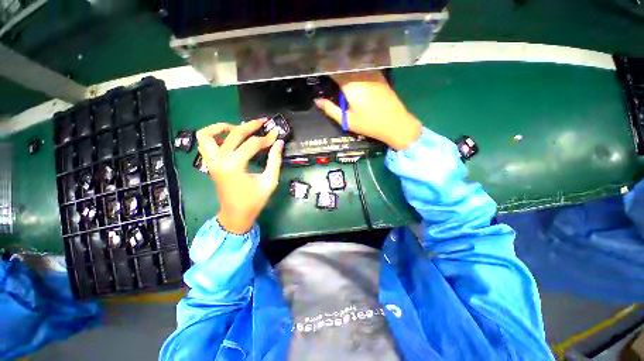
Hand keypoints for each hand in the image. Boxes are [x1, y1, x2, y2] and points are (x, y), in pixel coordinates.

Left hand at [196, 120, 283, 233]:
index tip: (277, 134)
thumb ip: (274, 161)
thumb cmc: (254, 201)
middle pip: (233, 134)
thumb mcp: (269, 182)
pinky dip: (213, 136)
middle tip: (262, 122)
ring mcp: (211, 161)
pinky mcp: (210, 164)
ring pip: (208, 134)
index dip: (267, 138)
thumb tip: (279, 143)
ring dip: (223, 127)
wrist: (235, 215)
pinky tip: (228, 138)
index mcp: (235, 166)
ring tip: (239, 128)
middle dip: (250, 126)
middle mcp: (219, 160)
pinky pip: (204, 144)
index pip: (253, 144)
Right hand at [314, 71, 421, 150]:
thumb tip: (317, 100)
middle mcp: (361, 75)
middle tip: (325, 64)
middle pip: (344, 64)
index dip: (325, 67)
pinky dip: (356, 65)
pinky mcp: (380, 76)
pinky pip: (365, 66)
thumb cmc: (369, 124)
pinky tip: (352, 69)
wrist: (395, 123)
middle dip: (334, 63)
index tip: (317, 66)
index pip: (334, 70)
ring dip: (345, 62)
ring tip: (336, 63)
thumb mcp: (348, 121)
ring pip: (355, 63)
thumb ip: (331, 109)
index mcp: (351, 86)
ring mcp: (372, 74)